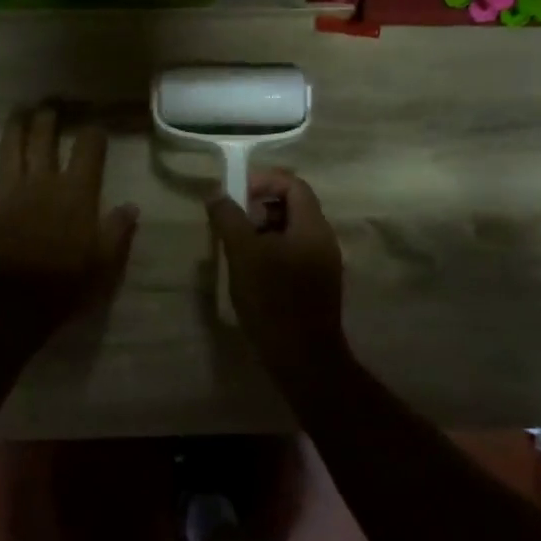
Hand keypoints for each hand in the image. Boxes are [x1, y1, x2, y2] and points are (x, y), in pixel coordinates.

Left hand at [0, 107, 138, 340]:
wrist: (12, 302)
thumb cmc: (64, 283)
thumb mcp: (104, 262)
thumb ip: (118, 230)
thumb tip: (131, 206)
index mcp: (76, 192)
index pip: (88, 149)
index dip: (94, 134)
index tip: (96, 129)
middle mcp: (43, 181)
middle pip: (44, 138)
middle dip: (48, 119)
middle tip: (50, 106)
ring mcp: (10, 191)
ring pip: (10, 148)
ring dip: (14, 128)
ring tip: (18, 114)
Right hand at [206, 168, 344, 371]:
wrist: (302, 358)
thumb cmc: (273, 300)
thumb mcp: (243, 254)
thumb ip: (229, 219)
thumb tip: (216, 193)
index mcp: (312, 226)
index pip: (293, 184)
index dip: (263, 182)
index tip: (235, 195)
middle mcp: (324, 239)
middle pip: (293, 206)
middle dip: (259, 207)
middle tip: (232, 224)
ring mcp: (323, 263)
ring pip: (291, 232)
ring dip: (262, 231)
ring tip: (236, 249)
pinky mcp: (316, 284)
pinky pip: (294, 253)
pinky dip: (271, 251)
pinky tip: (250, 272)